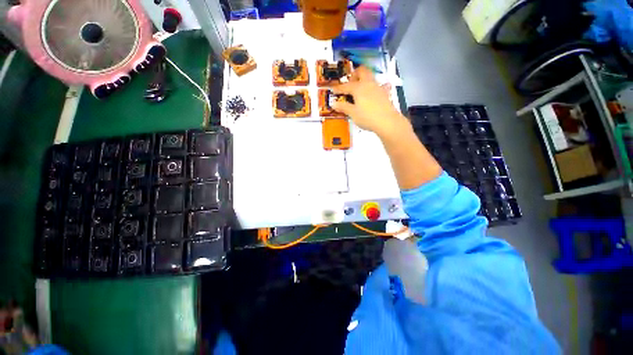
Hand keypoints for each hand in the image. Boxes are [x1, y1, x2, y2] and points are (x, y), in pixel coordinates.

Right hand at [332, 67, 407, 136]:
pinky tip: (371, 94)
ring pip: (370, 76)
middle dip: (354, 74)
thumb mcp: (353, 113)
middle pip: (361, 71)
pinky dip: (372, 87)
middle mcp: (368, 84)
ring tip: (358, 90)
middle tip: (350, 84)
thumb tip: (334, 104)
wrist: (387, 121)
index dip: (338, 88)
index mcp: (359, 88)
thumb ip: (343, 107)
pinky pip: (377, 85)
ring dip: (363, 79)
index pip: (346, 86)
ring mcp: (378, 87)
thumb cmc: (368, 117)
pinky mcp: (384, 93)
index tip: (333, 90)